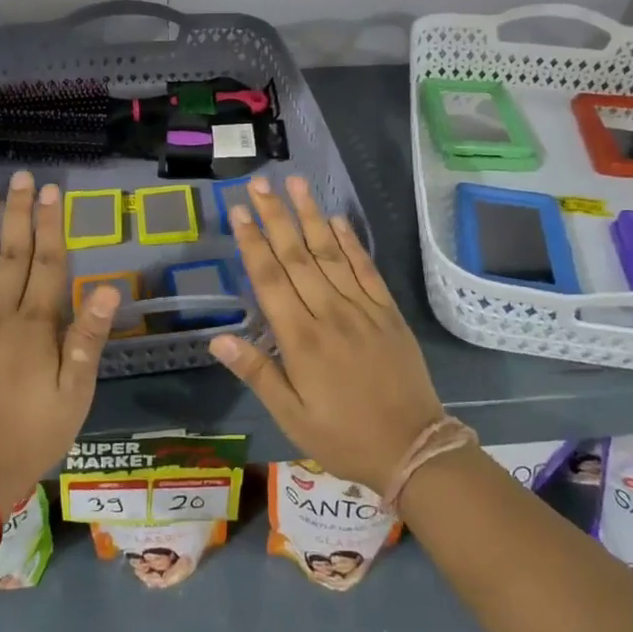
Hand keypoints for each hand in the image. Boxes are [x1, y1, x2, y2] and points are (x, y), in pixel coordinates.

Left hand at [0, 170, 117, 511]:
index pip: (46, 262)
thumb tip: (109, 288)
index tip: (52, 192)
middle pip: (10, 252)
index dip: (50, 224)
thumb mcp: (75, 394)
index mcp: (34, 326)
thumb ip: (87, 338)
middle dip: (17, 212)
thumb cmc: (31, 434)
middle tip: (21, 177)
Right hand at [208, 176, 443, 495]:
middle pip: (296, 256)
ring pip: (330, 253)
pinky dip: (350, 241)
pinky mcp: (387, 310)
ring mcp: (362, 308)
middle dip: (275, 216)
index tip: (238, 211)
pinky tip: (337, 218)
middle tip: (259, 183)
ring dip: (310, 216)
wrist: (414, 448)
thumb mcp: (292, 417)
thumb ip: (257, 373)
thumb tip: (218, 338)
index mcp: (300, 339)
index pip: (269, 279)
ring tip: (295, 183)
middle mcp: (329, 313)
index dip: (252, 242)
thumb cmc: (344, 437)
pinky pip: (366, 268)